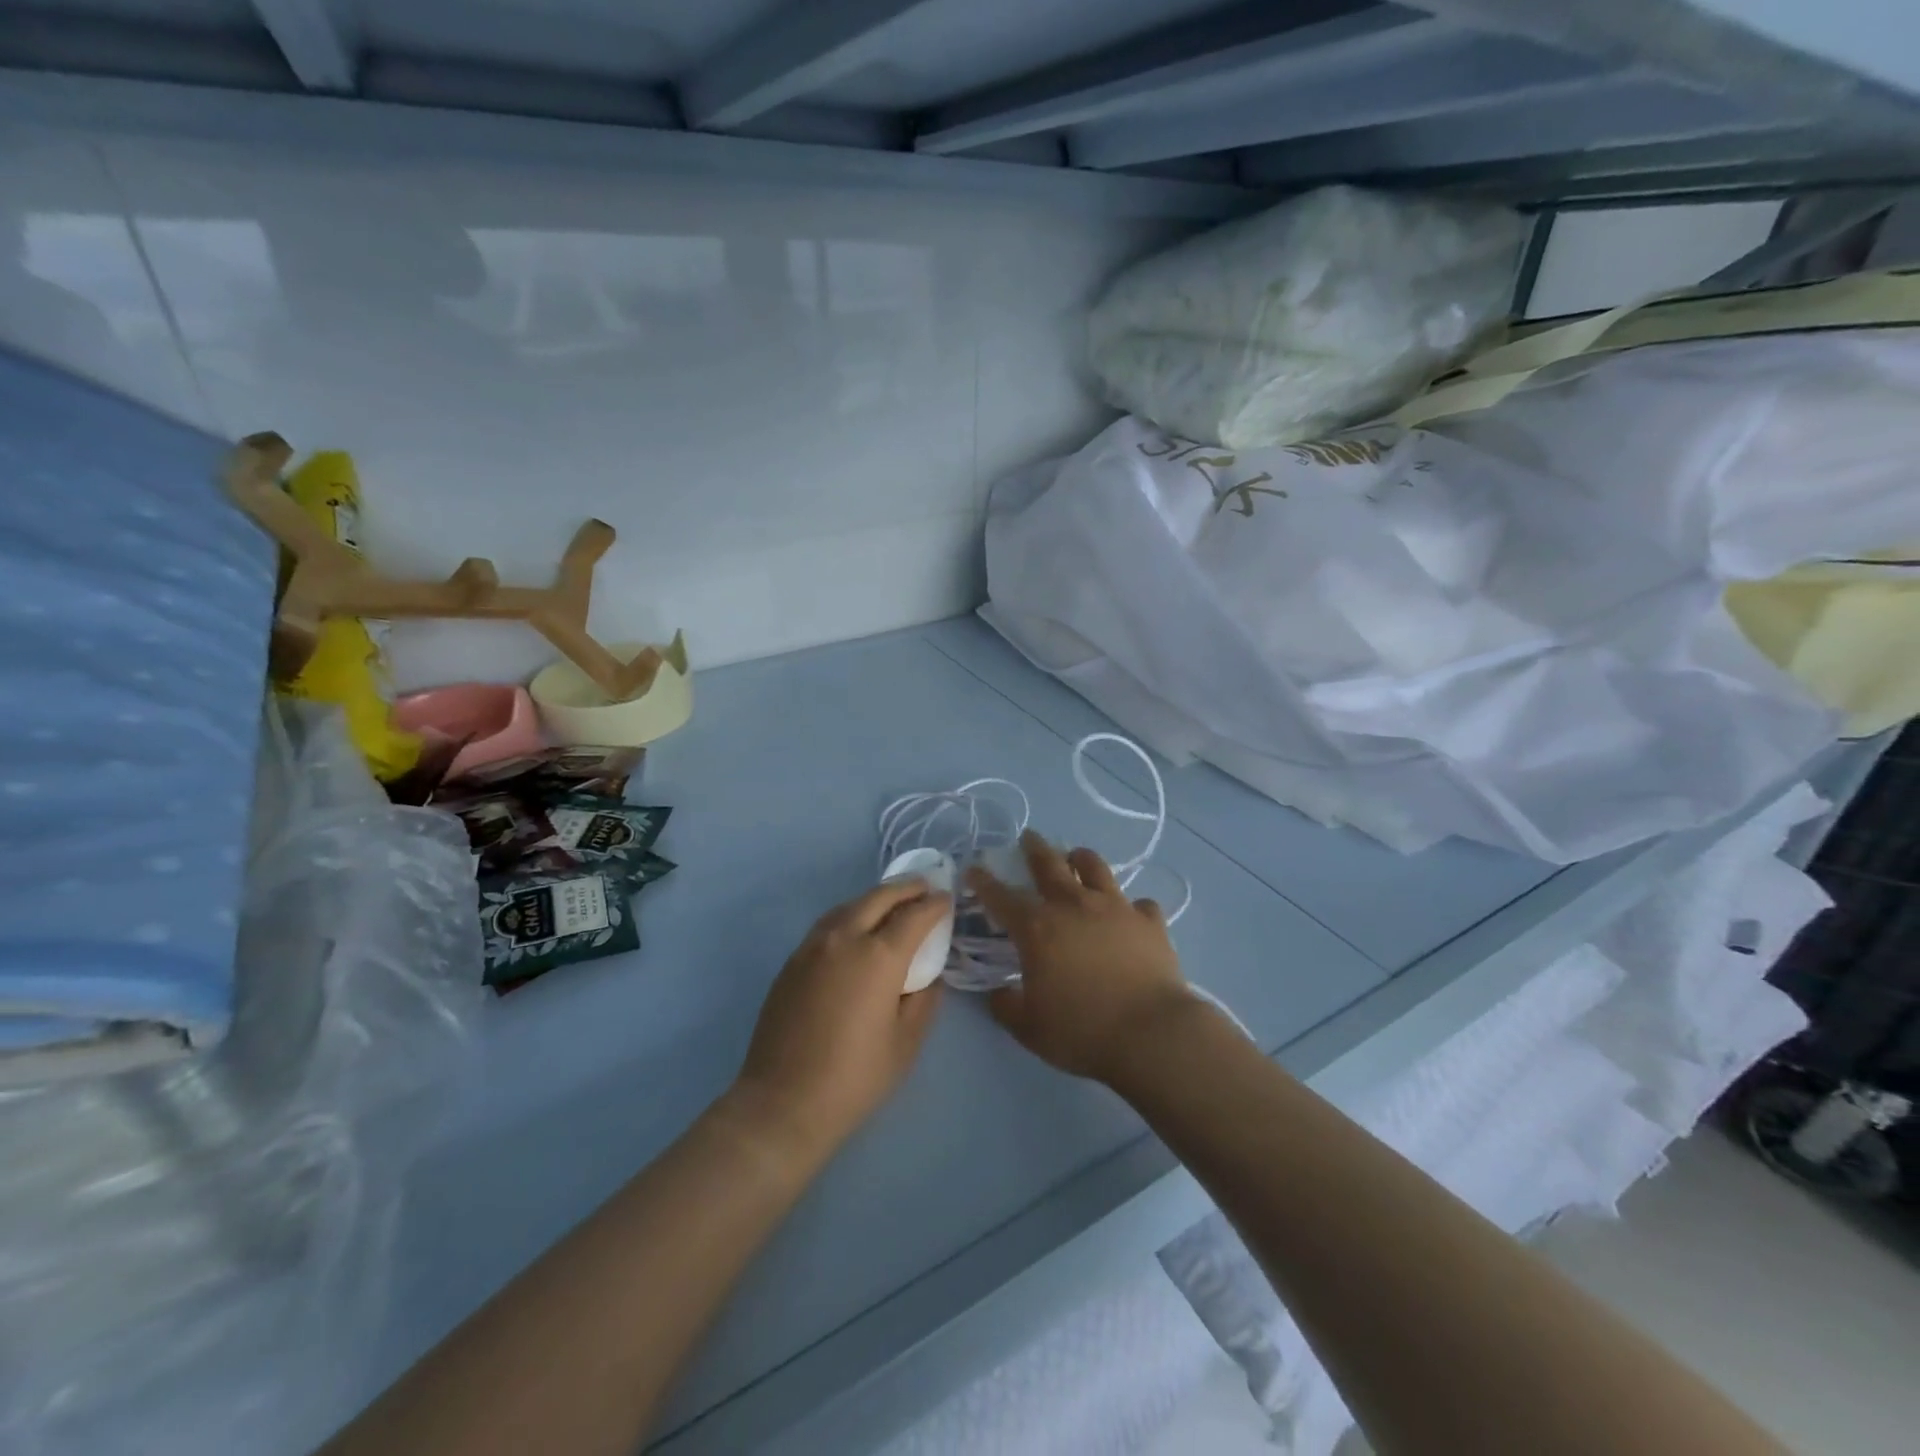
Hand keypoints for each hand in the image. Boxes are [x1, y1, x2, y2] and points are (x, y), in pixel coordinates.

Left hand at [731, 880, 948, 1163]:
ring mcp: (812, 947)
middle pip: (878, 898)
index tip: (947, 901)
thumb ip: (924, 1000)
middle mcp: (844, 939)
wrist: (782, 1103)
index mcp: (878, 957)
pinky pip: (827, 925)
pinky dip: (850, 916)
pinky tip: (857, 930)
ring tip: (892, 904)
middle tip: (924, 887)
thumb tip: (928, 976)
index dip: (934, 905)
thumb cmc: (854, 1078)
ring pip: (849, 906)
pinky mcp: (792, 962)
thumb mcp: (906, 1043)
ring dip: (875, 899)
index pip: (914, 916)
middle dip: (905, 888)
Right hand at [967, 831, 1197, 1084]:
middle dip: (1034, 848)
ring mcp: (1115, 908)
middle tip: (1028, 837)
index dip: (984, 882)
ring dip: (1080, 858)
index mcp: (1037, 928)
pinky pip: (1139, 904)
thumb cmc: (1082, 1031)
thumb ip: (1005, 1006)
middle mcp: (1074, 906)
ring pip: (1095, 867)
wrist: (1152, 1034)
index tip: (974, 869)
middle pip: (1049, 864)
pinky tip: (1131, 915)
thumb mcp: (1029, 1028)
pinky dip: (1132, 907)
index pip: (1001, 897)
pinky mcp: (1149, 921)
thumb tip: (997, 993)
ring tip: (1076, 857)